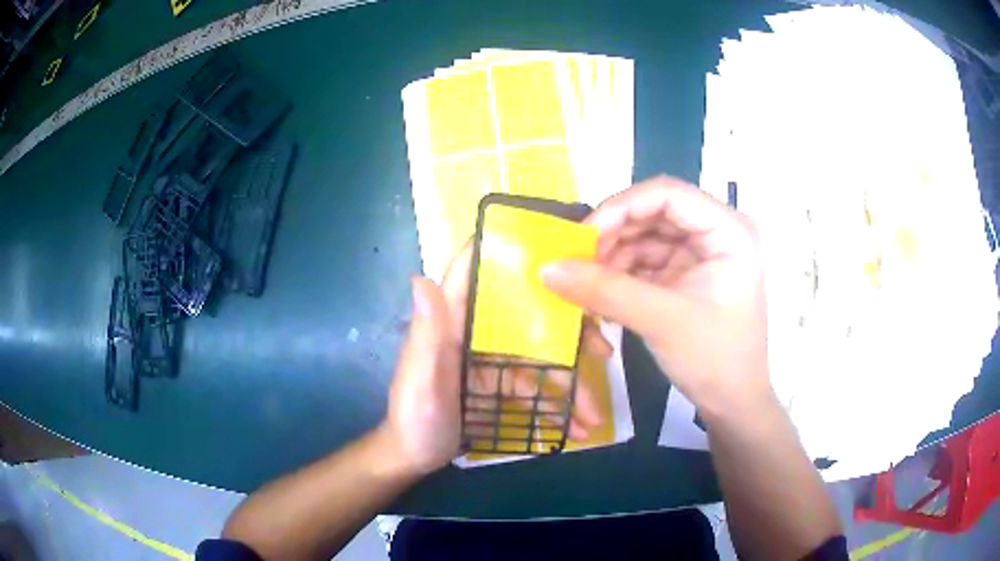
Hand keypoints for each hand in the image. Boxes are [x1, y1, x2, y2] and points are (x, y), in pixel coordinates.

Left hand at [381, 243, 606, 475]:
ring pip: (539, 356)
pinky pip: (534, 387)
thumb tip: (420, 278)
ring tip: (594, 413)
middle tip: (603, 351)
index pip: (475, 272)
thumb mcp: (420, 379)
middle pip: (526, 316)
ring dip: (570, 383)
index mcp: (452, 321)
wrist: (414, 457)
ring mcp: (490, 359)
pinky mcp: (498, 384)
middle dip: (567, 331)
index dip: (507, 253)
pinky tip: (577, 426)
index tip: (555, 250)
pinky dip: (556, 405)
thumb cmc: (413, 417)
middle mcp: (474, 332)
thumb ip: (426, 335)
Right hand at [542, 176, 772, 416]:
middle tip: (576, 264)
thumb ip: (604, 291)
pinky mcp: (687, 274)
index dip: (620, 208)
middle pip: (653, 213)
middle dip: (612, 236)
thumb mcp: (661, 321)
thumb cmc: (714, 359)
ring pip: (645, 237)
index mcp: (728, 230)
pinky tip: (601, 297)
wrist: (733, 403)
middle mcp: (716, 231)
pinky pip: (646, 261)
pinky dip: (621, 275)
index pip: (667, 194)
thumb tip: (547, 268)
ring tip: (585, 287)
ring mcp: (701, 253)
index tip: (582, 238)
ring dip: (613, 258)